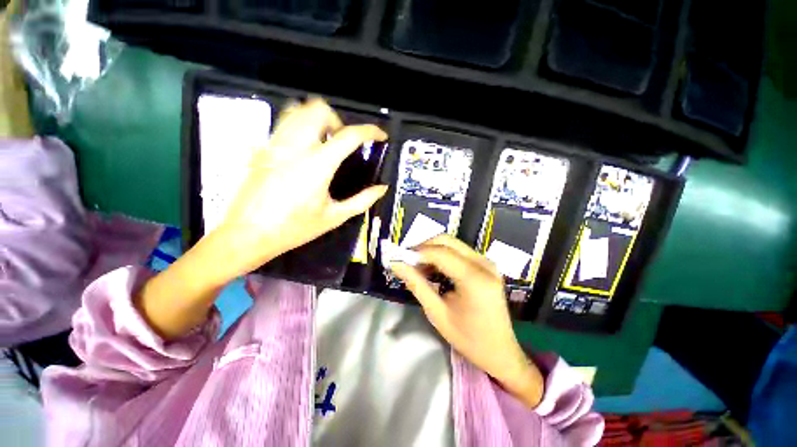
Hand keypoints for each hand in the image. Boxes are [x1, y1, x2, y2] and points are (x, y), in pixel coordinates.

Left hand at [212, 98, 388, 279]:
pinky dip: (301, 125)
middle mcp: (295, 146)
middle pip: (319, 109)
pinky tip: (305, 148)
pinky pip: (284, 123)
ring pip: (298, 110)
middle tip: (344, 142)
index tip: (381, 136)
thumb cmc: (295, 228)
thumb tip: (381, 188)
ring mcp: (275, 144)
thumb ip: (362, 201)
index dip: (370, 131)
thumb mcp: (335, 217)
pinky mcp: (263, 148)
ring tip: (326, 141)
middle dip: (339, 121)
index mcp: (318, 165)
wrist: (248, 234)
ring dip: (319, 119)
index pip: (349, 135)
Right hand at [390, 235, 543, 407]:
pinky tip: (434, 269)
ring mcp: (487, 262)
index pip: (440, 253)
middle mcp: (483, 264)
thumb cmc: (468, 338)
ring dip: (432, 251)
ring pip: (453, 244)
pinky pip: (460, 251)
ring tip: (418, 267)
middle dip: (424, 247)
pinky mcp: (486, 265)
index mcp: (474, 279)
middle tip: (408, 261)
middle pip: (447, 241)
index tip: (400, 257)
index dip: (417, 252)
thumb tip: (397, 265)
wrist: (500, 351)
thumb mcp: (437, 313)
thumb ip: (416, 284)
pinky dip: (443, 255)